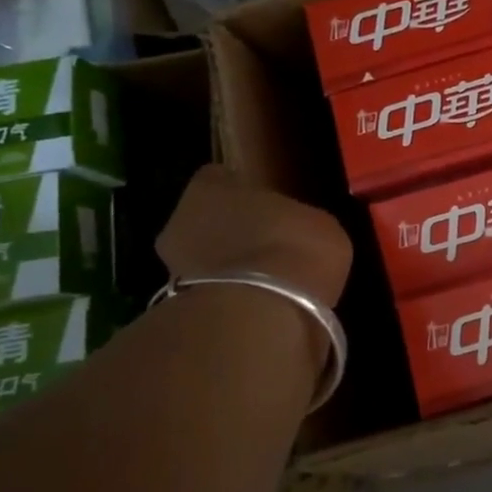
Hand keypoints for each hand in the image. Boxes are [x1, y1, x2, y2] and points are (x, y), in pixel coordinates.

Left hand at [155, 165, 352, 309]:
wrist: (261, 312)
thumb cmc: (293, 247)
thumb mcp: (318, 224)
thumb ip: (298, 222)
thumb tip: (296, 231)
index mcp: (210, 187)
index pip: (220, 179)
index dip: (244, 194)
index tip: (267, 208)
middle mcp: (181, 219)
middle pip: (206, 220)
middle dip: (232, 233)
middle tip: (268, 248)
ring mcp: (173, 266)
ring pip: (204, 260)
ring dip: (229, 269)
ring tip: (267, 284)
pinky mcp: (179, 309)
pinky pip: (210, 296)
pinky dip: (230, 301)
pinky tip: (260, 309)